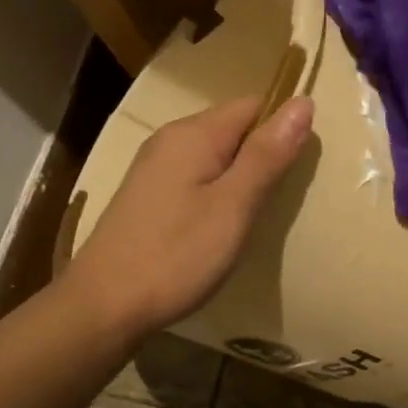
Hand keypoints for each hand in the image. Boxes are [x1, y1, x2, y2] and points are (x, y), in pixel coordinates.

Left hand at [67, 94, 313, 339]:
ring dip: (240, 177)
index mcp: (194, 134)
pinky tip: (219, 226)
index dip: (282, 128)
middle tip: (279, 200)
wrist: (104, 305)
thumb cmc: (176, 255)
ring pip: (214, 155)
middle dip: (262, 155)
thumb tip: (303, 102)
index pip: (253, 105)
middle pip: (233, 128)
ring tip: (253, 216)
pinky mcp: (147, 196)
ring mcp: (154, 168)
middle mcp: (171, 139)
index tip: (297, 170)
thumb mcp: (233, 206)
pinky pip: (195, 177)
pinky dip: (216, 193)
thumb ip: (267, 155)